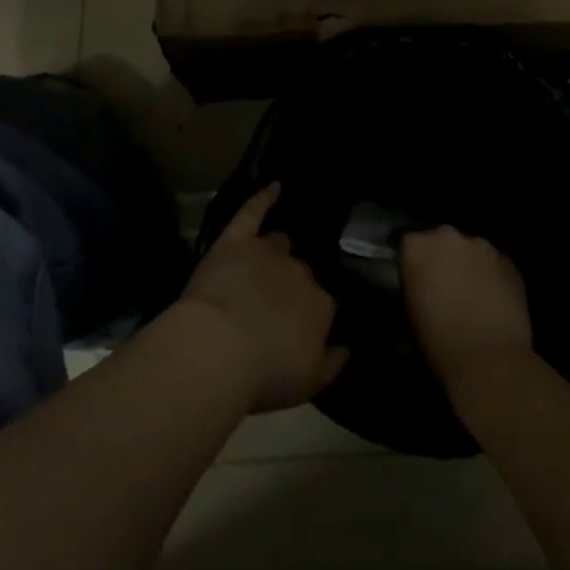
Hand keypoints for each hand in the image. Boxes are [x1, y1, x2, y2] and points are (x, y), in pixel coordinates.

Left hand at [178, 186, 347, 412]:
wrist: (221, 348)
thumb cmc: (266, 374)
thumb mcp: (309, 383)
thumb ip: (333, 364)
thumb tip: (348, 348)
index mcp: (321, 306)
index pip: (324, 303)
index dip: (310, 314)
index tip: (300, 326)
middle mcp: (300, 272)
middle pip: (301, 272)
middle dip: (292, 284)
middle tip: (277, 302)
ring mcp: (267, 252)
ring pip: (279, 244)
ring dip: (277, 250)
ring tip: (271, 256)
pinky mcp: (236, 241)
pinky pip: (252, 212)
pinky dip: (263, 198)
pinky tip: (273, 186)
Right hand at [400, 227, 532, 387]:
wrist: (488, 359)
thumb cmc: (438, 341)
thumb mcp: (410, 312)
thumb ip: (413, 286)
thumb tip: (420, 286)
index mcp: (416, 246)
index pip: (409, 245)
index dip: (414, 264)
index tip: (418, 283)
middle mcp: (447, 236)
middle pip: (441, 241)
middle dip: (443, 259)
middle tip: (445, 288)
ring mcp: (481, 245)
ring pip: (470, 251)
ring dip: (469, 266)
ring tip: (472, 296)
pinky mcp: (508, 260)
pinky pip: (494, 264)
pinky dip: (491, 277)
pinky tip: (493, 301)